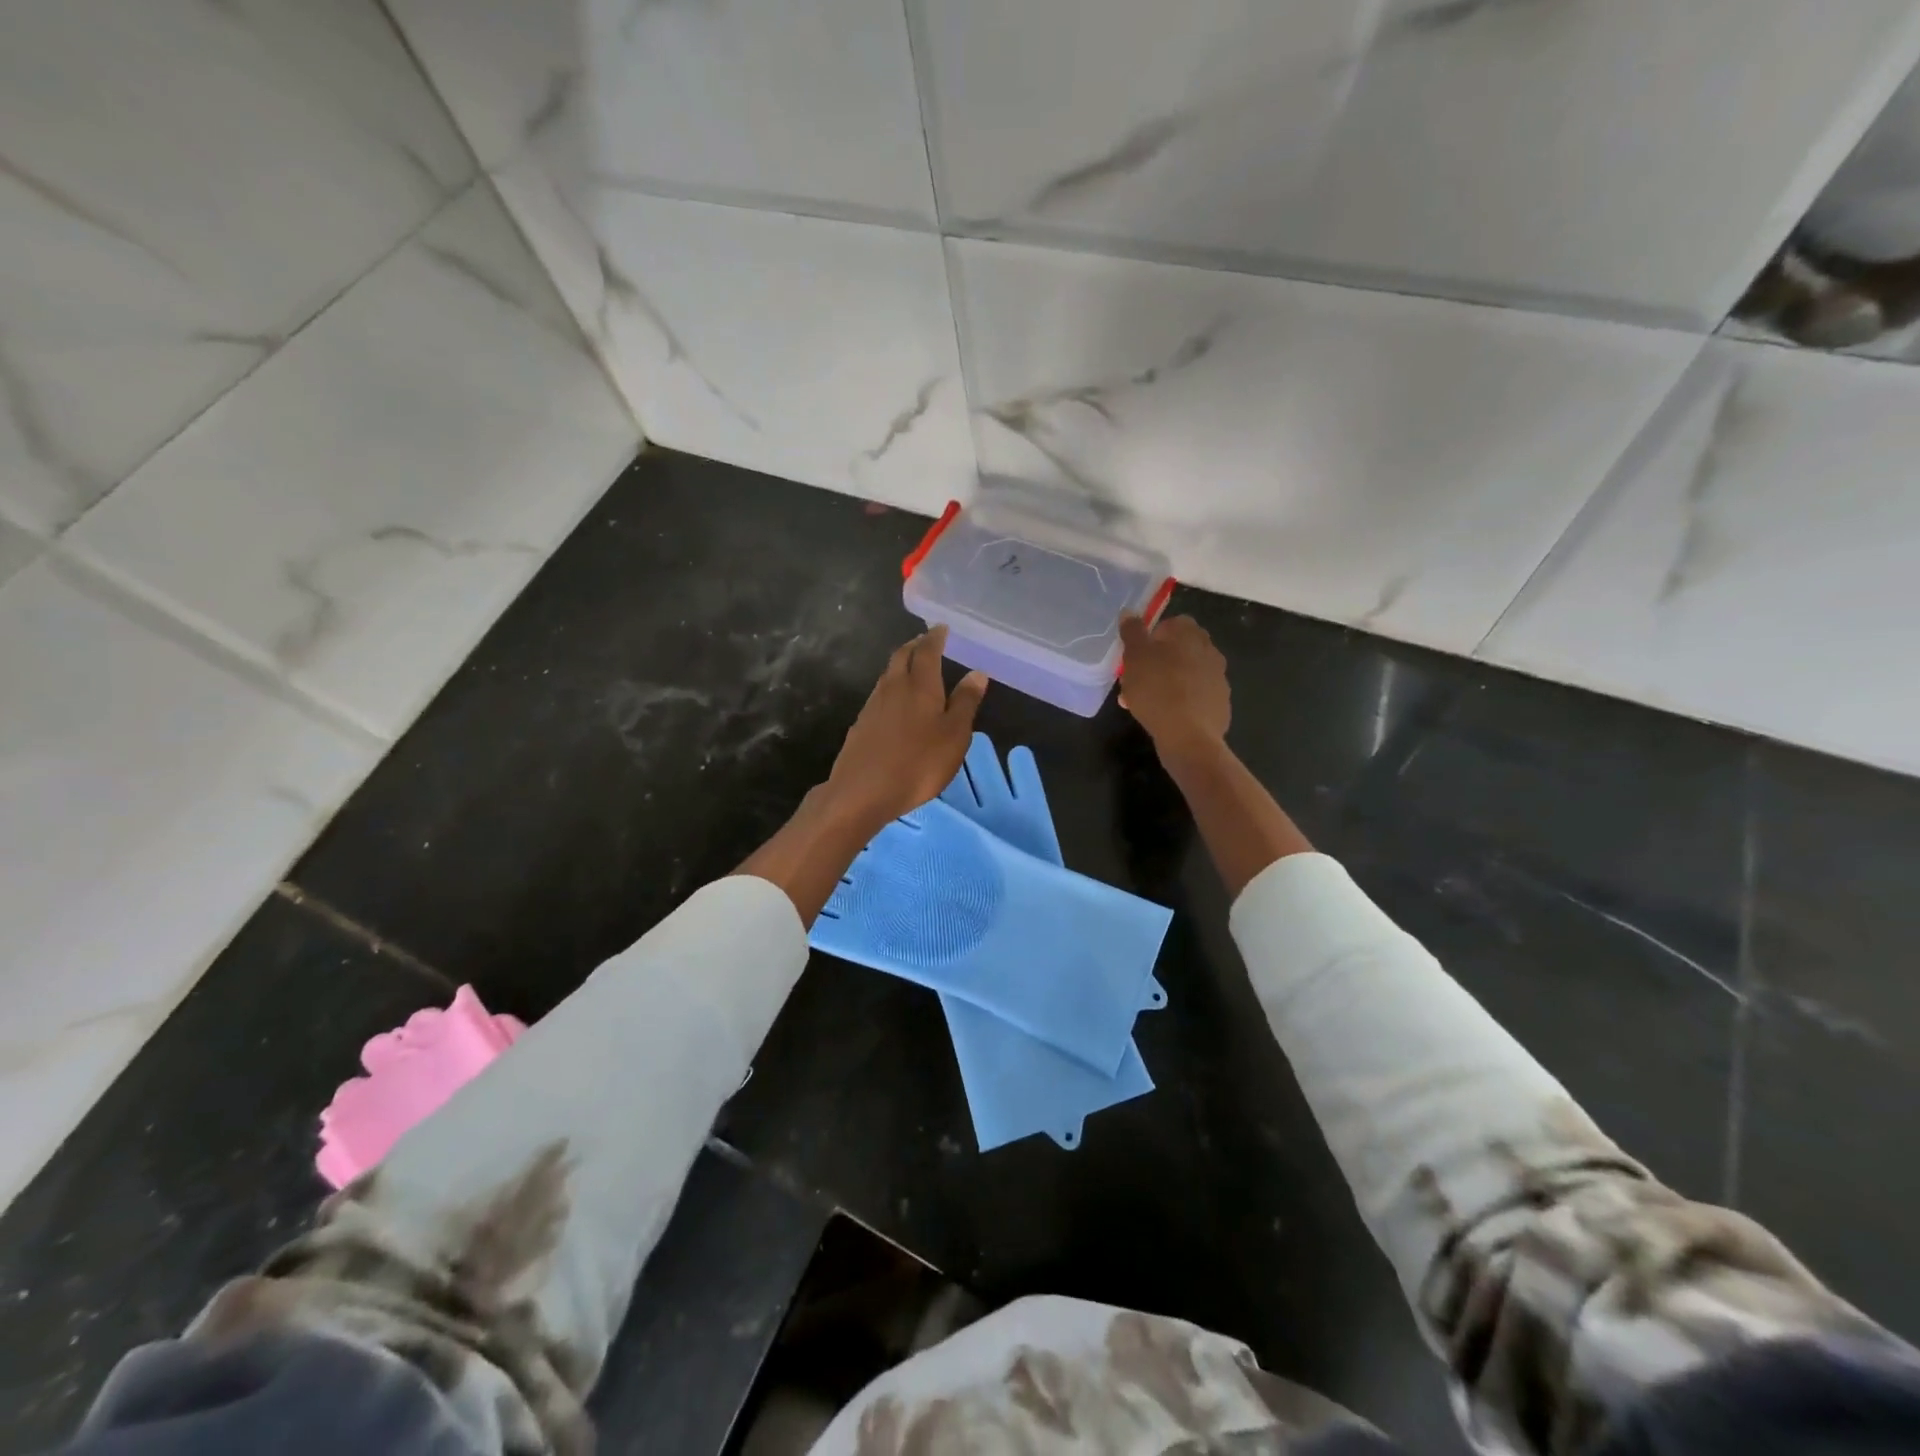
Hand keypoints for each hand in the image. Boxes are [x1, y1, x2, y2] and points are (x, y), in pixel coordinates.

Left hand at [824, 625, 987, 829]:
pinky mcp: (861, 724)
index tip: (941, 628)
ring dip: (901, 666)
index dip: (935, 638)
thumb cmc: (918, 763)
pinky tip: (897, 703)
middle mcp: (893, 687)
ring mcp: (872, 705)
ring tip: (914, 668)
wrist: (862, 791)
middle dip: (915, 646)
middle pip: (901, 657)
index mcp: (919, 685)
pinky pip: (880, 695)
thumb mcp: (954, 735)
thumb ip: (965, 703)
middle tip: (926, 642)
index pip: (927, 651)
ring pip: (888, 675)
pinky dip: (892, 688)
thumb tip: (977, 673)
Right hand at [1118, 613, 1229, 759]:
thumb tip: (1130, 612)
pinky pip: (1194, 697)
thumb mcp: (1135, 657)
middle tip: (1136, 679)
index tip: (1136, 654)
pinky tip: (1163, 716)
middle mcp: (1210, 651)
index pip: (1172, 623)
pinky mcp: (1220, 704)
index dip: (1152, 636)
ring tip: (1143, 702)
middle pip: (1179, 650)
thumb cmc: (1157, 690)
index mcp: (1191, 634)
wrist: (1189, 736)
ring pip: (1186, 674)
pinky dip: (1180, 702)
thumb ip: (1132, 632)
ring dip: (1167, 682)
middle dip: (1158, 661)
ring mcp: (1218, 679)